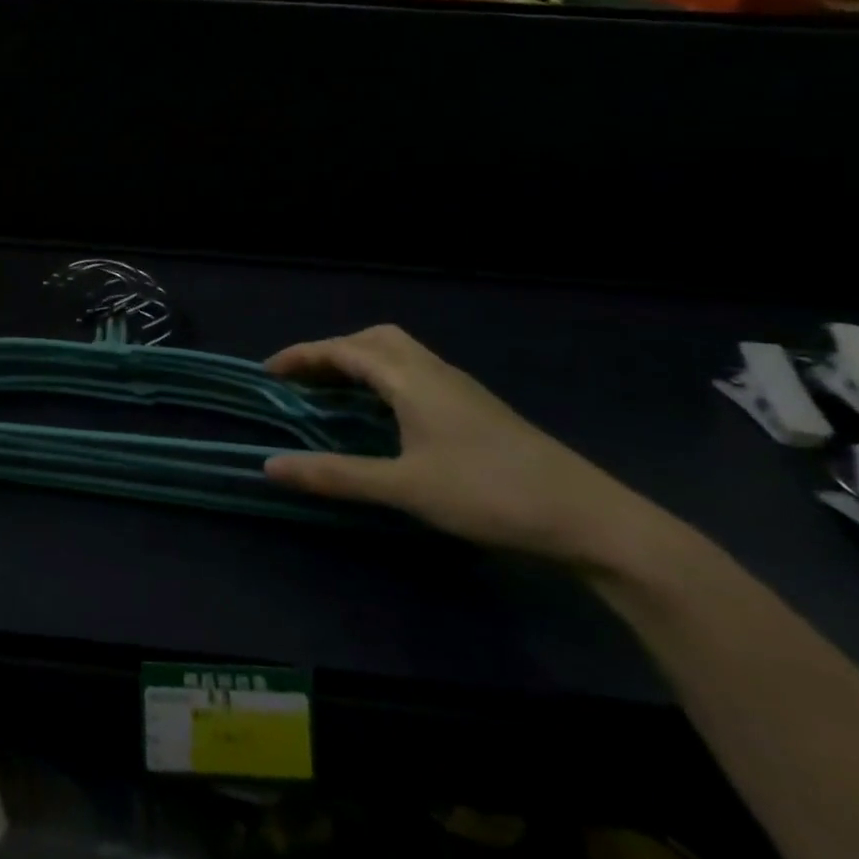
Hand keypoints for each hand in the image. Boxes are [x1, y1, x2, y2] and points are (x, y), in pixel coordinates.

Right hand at [263, 325, 682, 569]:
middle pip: (373, 339)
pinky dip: (384, 378)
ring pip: (399, 353)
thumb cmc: (489, 494)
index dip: (302, 356)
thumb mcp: (404, 487)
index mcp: (411, 378)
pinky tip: (384, 415)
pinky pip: (415, 373)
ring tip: (335, 394)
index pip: (344, 350)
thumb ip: (335, 475)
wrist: (590, 518)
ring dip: (360, 362)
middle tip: (303, 381)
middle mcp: (433, 370)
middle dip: (332, 351)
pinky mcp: (476, 408)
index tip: (268, 373)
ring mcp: (459, 388)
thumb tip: (269, 466)